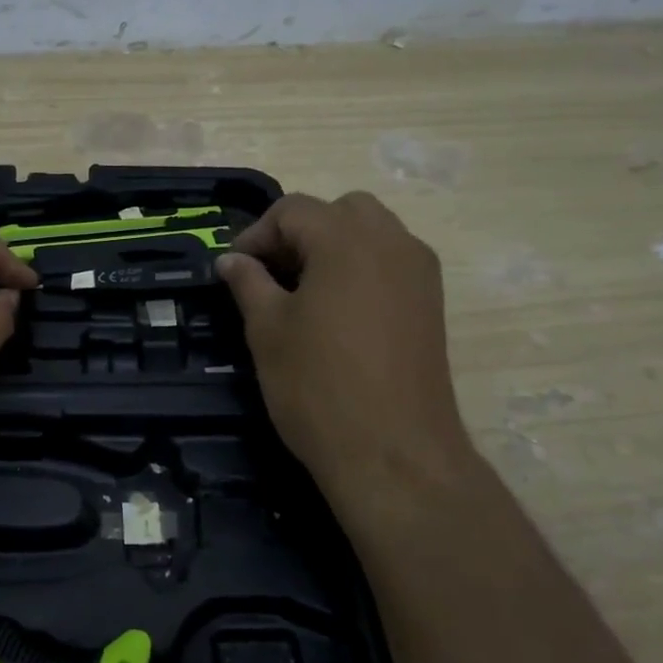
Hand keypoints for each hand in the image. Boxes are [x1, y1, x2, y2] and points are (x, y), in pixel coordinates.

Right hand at [216, 193, 477, 506]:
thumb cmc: (318, 387)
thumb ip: (248, 283)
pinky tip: (338, 311)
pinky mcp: (432, 303)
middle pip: (341, 211)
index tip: (235, 270)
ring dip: (334, 247)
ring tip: (304, 291)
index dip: (257, 234)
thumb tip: (231, 260)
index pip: (293, 210)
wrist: (394, 453)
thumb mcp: (267, 331)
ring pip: (372, 232)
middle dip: (301, 232)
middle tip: (273, 273)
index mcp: (346, 240)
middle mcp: (392, 242)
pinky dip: (361, 267)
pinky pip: (392, 262)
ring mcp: (419, 272)